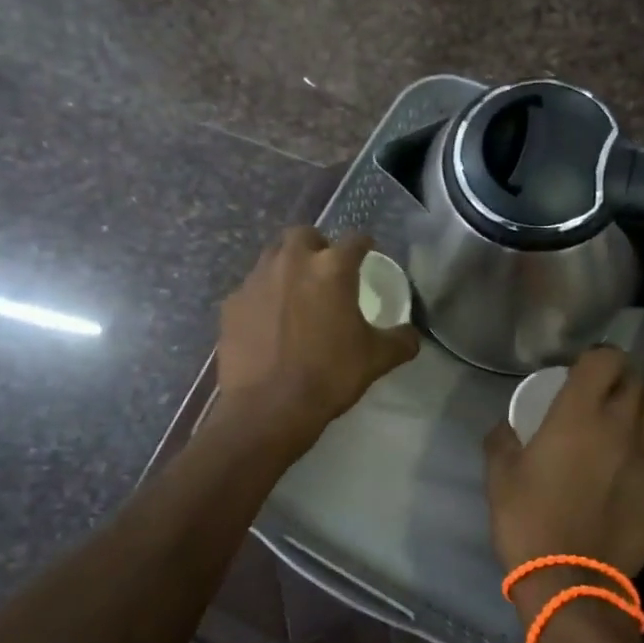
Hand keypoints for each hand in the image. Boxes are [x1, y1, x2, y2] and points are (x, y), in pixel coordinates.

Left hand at [216, 227, 419, 444]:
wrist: (268, 408)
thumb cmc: (329, 376)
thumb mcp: (376, 359)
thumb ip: (401, 341)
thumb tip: (411, 335)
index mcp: (331, 268)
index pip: (354, 240)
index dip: (364, 245)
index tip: (367, 254)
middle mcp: (292, 262)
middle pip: (304, 234)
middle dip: (317, 245)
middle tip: (325, 269)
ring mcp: (256, 280)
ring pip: (273, 255)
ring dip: (287, 265)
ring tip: (295, 291)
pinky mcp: (232, 303)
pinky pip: (251, 287)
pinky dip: (263, 295)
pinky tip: (269, 320)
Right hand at [485, 346, 643, 625]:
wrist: (570, 581)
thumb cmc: (529, 521)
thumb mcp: (499, 474)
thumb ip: (502, 438)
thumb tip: (508, 425)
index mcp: (578, 412)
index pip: (605, 358)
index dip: (595, 358)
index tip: (580, 374)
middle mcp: (621, 422)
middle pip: (634, 378)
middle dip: (617, 379)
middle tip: (597, 399)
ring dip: (642, 404)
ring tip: (626, 423)